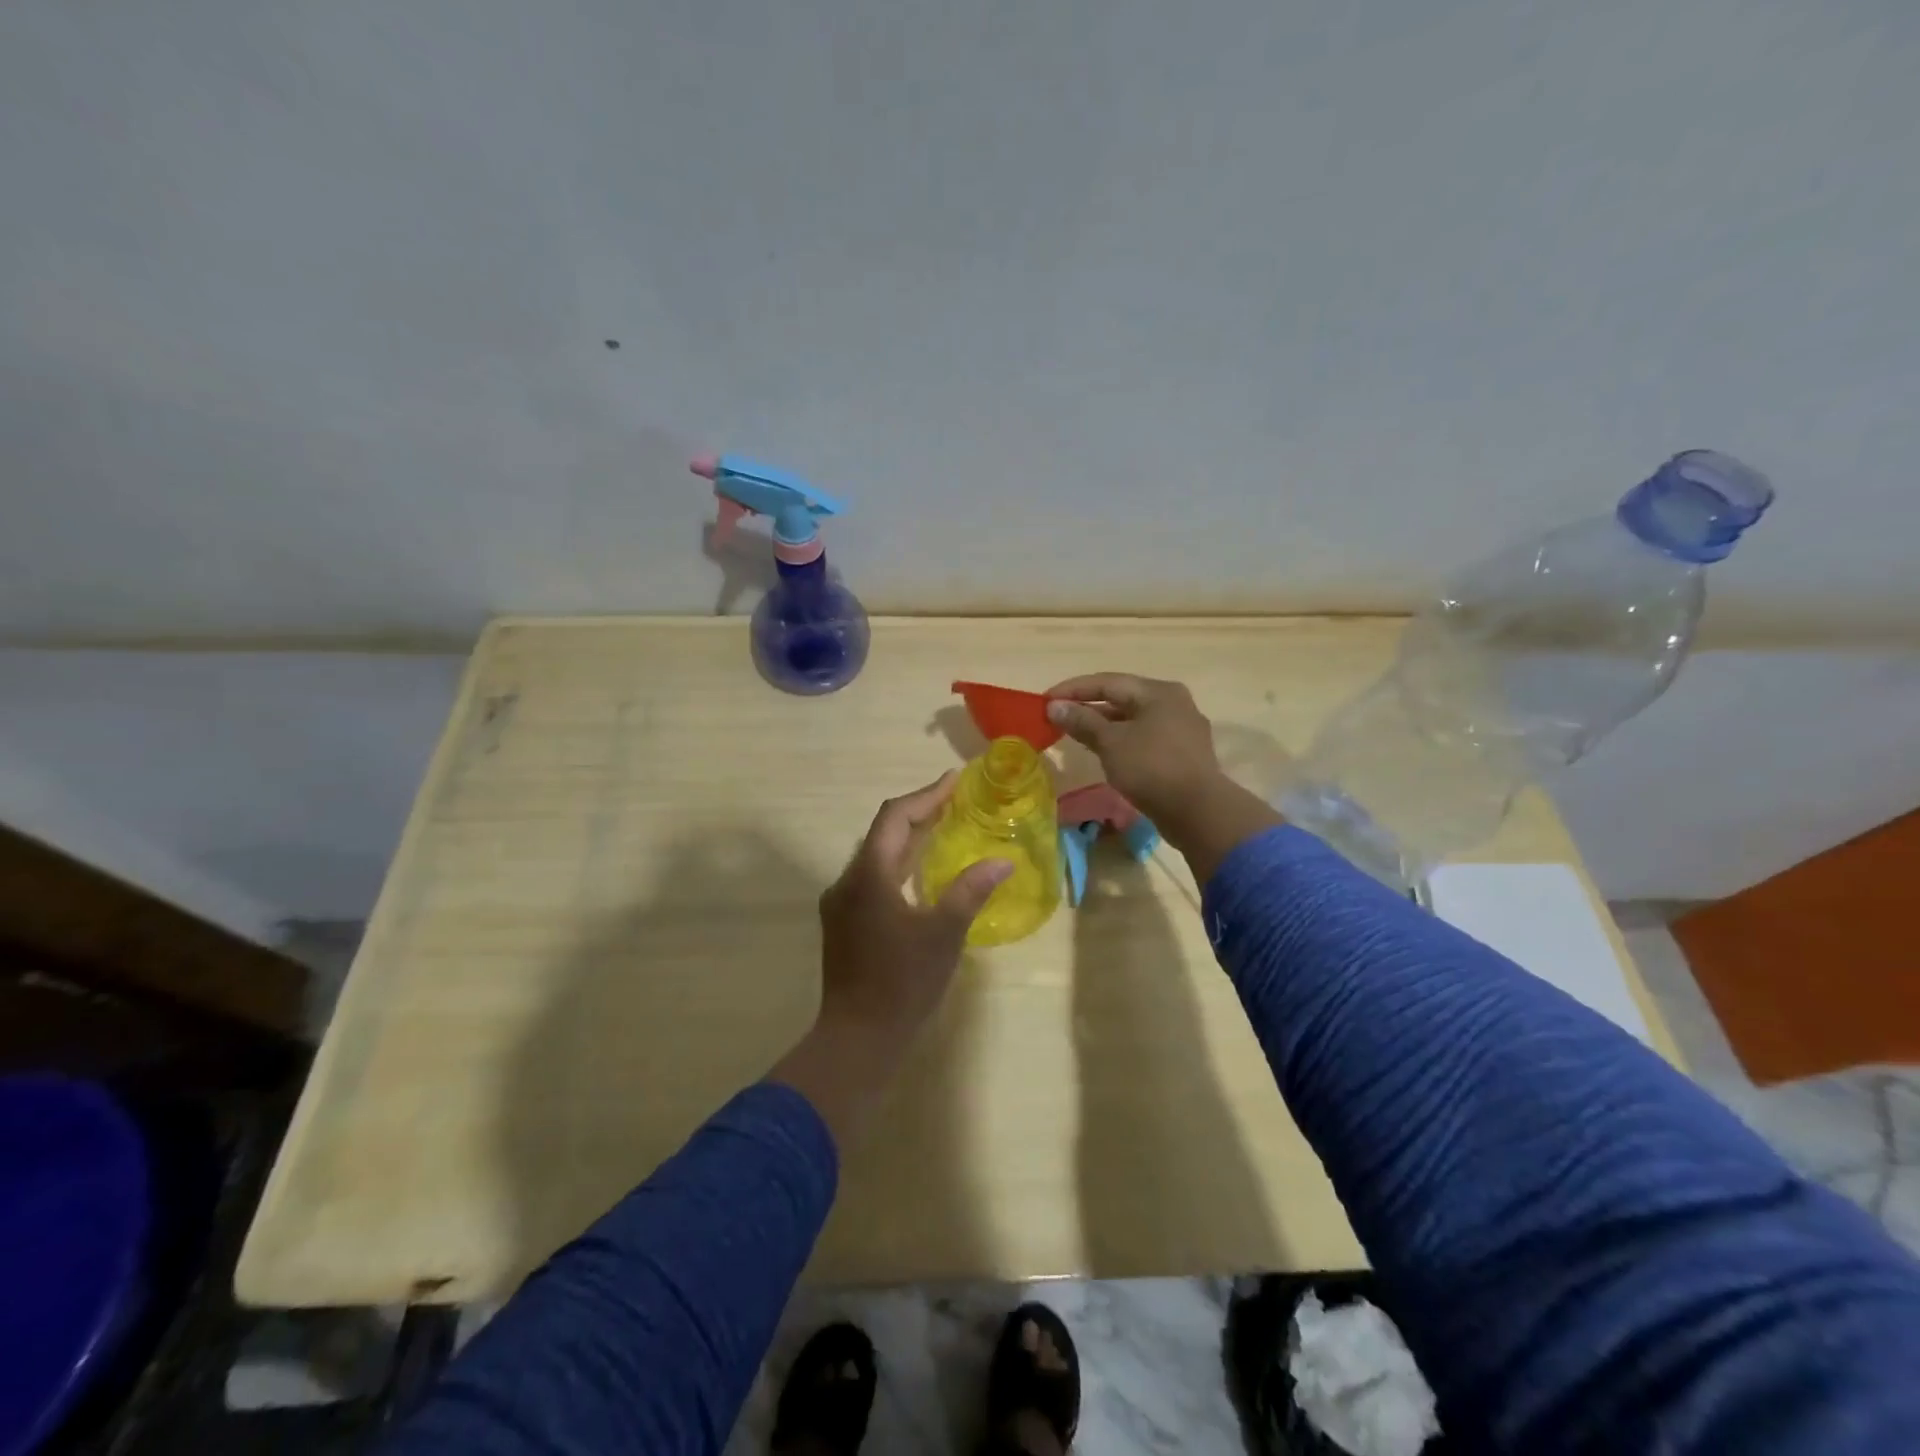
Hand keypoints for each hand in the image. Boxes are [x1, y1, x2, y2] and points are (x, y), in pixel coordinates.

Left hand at [771, 773, 1009, 1148]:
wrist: (857, 1038)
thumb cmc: (903, 983)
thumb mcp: (943, 934)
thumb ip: (970, 890)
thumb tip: (1002, 860)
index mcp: (868, 875)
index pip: (895, 817)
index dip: (926, 795)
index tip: (955, 781)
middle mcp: (847, 880)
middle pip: (883, 832)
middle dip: (919, 813)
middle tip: (955, 802)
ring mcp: (841, 902)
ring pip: (876, 855)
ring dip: (908, 839)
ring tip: (944, 828)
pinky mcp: (843, 922)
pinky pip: (872, 877)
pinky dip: (899, 864)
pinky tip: (921, 873)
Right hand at [1043, 673, 1223, 825]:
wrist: (1198, 812)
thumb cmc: (1151, 768)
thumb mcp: (1111, 742)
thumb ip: (1082, 721)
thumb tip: (1054, 706)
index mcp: (1158, 692)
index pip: (1107, 681)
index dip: (1073, 689)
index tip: (1044, 700)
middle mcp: (1173, 703)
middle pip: (1122, 698)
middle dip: (1087, 707)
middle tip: (1057, 717)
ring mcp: (1181, 729)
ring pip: (1133, 720)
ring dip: (1103, 726)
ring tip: (1074, 734)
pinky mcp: (1183, 754)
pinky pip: (1144, 738)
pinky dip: (1121, 741)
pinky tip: (1104, 752)